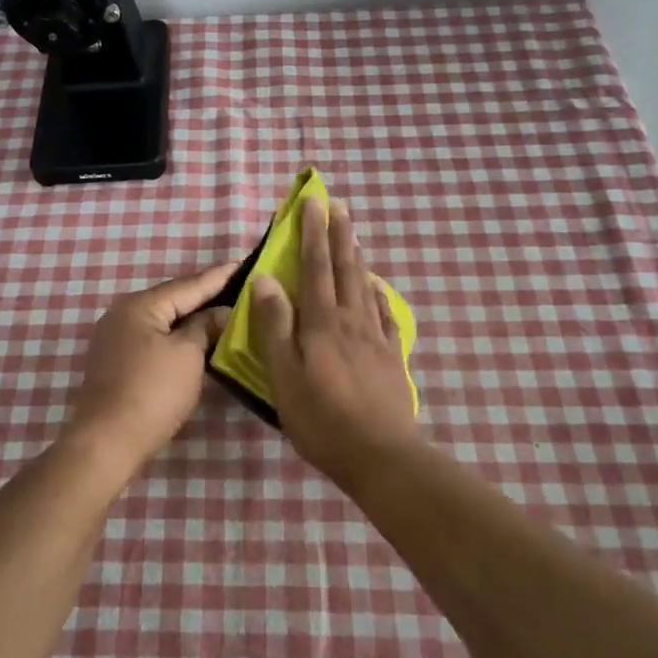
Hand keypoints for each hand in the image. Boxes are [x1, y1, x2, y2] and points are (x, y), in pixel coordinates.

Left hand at [65, 261, 234, 472]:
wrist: (107, 443)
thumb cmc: (152, 393)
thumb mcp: (188, 355)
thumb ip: (205, 327)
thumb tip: (221, 312)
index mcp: (140, 305)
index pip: (189, 284)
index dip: (219, 276)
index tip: (245, 262)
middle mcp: (123, 314)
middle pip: (173, 299)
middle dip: (206, 295)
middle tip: (240, 287)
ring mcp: (116, 339)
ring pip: (163, 320)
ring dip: (192, 318)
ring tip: (224, 311)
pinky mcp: (116, 362)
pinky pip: (154, 339)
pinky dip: (177, 337)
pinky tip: (197, 340)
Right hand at [251, 198, 418, 483]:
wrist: (380, 455)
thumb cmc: (322, 418)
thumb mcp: (284, 375)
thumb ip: (276, 326)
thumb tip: (267, 279)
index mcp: (322, 323)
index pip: (315, 267)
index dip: (314, 234)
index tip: (313, 202)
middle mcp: (351, 320)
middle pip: (345, 269)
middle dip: (339, 235)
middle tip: (339, 205)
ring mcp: (375, 338)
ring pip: (366, 287)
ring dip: (357, 257)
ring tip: (354, 236)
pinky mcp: (391, 357)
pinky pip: (386, 316)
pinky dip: (380, 296)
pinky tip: (379, 289)